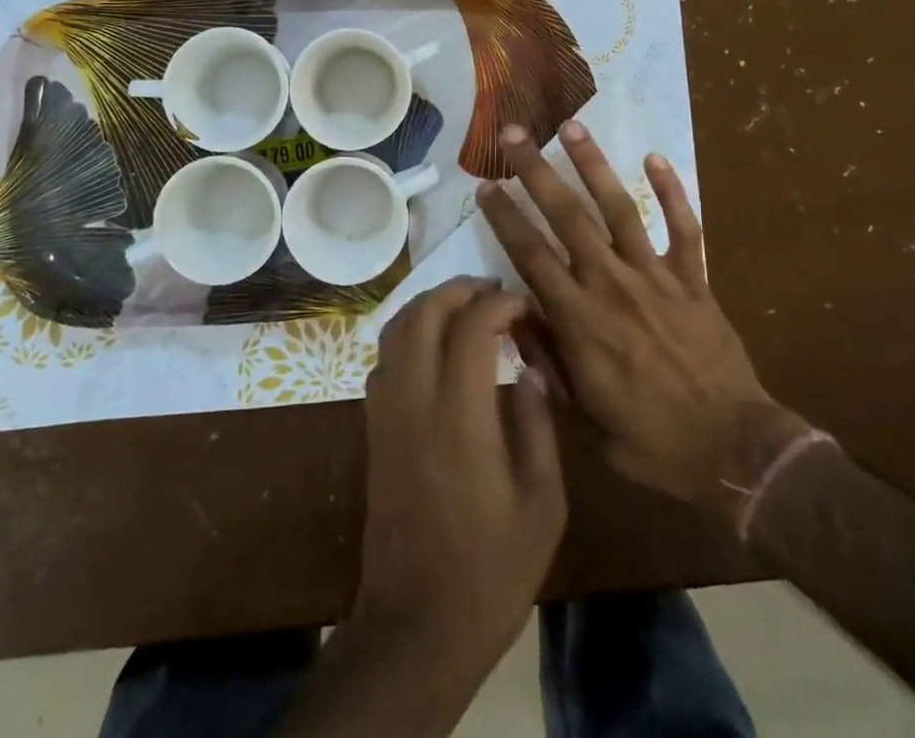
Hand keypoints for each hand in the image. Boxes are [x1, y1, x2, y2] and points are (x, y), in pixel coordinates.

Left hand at [355, 277, 565, 675]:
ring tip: (464, 307)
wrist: (416, 625)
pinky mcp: (372, 429)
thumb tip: (531, 371)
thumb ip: (538, 427)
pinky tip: (433, 347)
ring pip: (395, 330)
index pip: (471, 328)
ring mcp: (386, 413)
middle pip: (424, 314)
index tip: (523, 305)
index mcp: (461, 417)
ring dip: (428, 305)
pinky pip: (383, 358)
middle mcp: (415, 401)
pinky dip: (407, 333)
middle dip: (458, 290)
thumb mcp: (542, 505)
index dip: (498, 304)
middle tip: (492, 291)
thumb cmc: (491, 571)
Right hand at [476, 122, 805, 522]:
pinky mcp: (694, 279)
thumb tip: (516, 318)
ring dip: (594, 165)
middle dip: (536, 172)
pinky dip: (671, 191)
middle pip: (567, 217)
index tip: (486, 186)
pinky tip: (654, 158)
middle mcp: (612, 284)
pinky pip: (683, 227)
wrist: (733, 450)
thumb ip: (548, 363)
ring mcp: (656, 277)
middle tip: (514, 134)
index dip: (505, 218)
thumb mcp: (584, 418)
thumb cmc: (651, 440)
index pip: (531, 256)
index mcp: (580, 320)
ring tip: (572, 126)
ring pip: (619, 208)